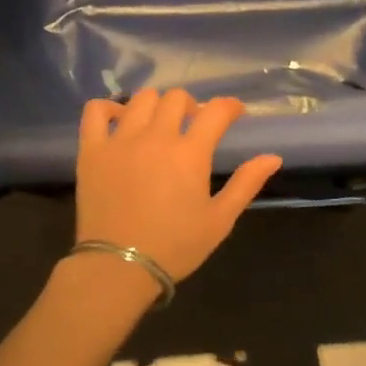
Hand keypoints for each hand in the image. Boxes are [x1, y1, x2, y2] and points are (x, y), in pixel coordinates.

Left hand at [75, 89, 282, 282]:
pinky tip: (119, 122)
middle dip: (192, 106)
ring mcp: (120, 140)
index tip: (235, 113)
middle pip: (177, 98)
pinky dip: (109, 109)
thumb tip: (273, 157)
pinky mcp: (92, 150)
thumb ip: (246, 184)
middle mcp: (156, 137)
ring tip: (159, 124)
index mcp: (190, 153)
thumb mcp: (219, 220)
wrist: (119, 266)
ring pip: (141, 99)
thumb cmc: (175, 246)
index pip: (216, 111)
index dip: (230, 107)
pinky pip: (96, 111)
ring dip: (157, 105)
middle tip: (194, 125)